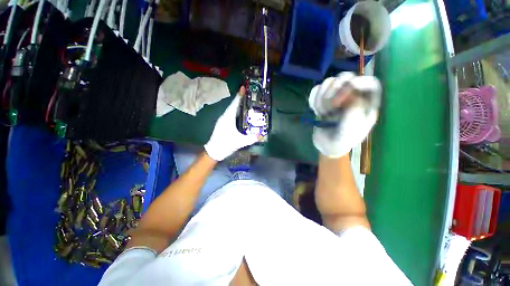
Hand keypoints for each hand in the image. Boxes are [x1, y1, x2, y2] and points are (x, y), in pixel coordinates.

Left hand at [204, 87, 258, 160]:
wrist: (214, 152)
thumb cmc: (225, 145)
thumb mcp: (240, 142)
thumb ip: (251, 138)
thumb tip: (261, 135)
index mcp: (228, 118)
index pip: (235, 104)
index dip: (239, 96)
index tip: (243, 87)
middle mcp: (224, 117)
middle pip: (233, 105)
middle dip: (240, 99)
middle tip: (249, 95)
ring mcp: (222, 120)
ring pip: (231, 110)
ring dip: (238, 105)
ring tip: (246, 102)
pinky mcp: (222, 124)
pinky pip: (230, 114)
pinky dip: (236, 111)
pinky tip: (241, 114)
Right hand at [309, 72, 380, 157]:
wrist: (327, 145)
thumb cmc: (342, 140)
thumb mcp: (351, 130)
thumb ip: (354, 112)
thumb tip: (351, 95)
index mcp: (367, 104)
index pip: (370, 83)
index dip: (359, 82)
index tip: (346, 91)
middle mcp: (352, 97)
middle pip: (346, 77)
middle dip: (334, 92)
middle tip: (330, 108)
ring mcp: (336, 97)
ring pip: (328, 82)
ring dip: (321, 99)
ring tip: (322, 114)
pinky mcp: (323, 100)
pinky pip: (316, 90)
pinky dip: (313, 99)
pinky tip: (315, 110)